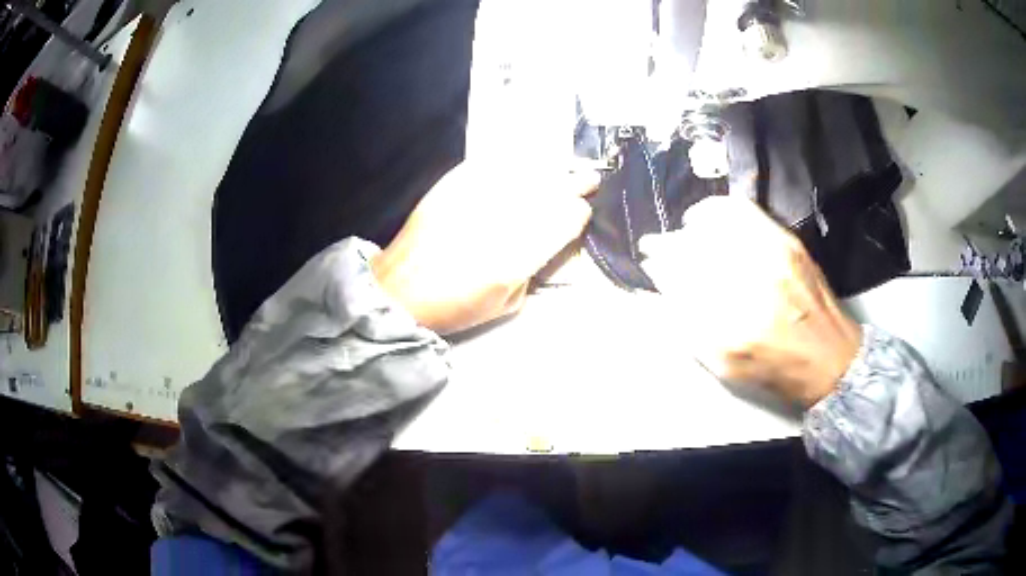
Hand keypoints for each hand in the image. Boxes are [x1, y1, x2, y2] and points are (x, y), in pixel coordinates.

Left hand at [372, 161, 597, 334]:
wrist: (401, 288)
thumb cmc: (455, 305)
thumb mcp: (508, 302)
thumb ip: (535, 268)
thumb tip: (551, 241)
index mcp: (521, 251)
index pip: (567, 217)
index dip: (579, 213)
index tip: (581, 213)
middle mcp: (505, 215)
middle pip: (553, 187)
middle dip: (576, 182)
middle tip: (590, 178)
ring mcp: (480, 193)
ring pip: (529, 168)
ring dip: (551, 169)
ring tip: (564, 168)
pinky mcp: (456, 181)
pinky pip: (496, 161)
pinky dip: (516, 161)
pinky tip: (526, 163)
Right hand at [639, 196, 861, 407]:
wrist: (830, 359)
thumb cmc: (776, 371)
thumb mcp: (724, 367)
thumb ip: (686, 330)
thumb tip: (655, 295)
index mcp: (732, 327)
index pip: (679, 280)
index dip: (658, 268)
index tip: (648, 265)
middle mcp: (751, 286)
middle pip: (694, 250)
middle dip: (666, 245)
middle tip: (654, 246)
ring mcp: (772, 258)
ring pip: (715, 228)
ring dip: (689, 227)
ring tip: (681, 231)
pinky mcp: (786, 243)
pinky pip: (743, 213)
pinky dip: (718, 209)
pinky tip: (708, 216)